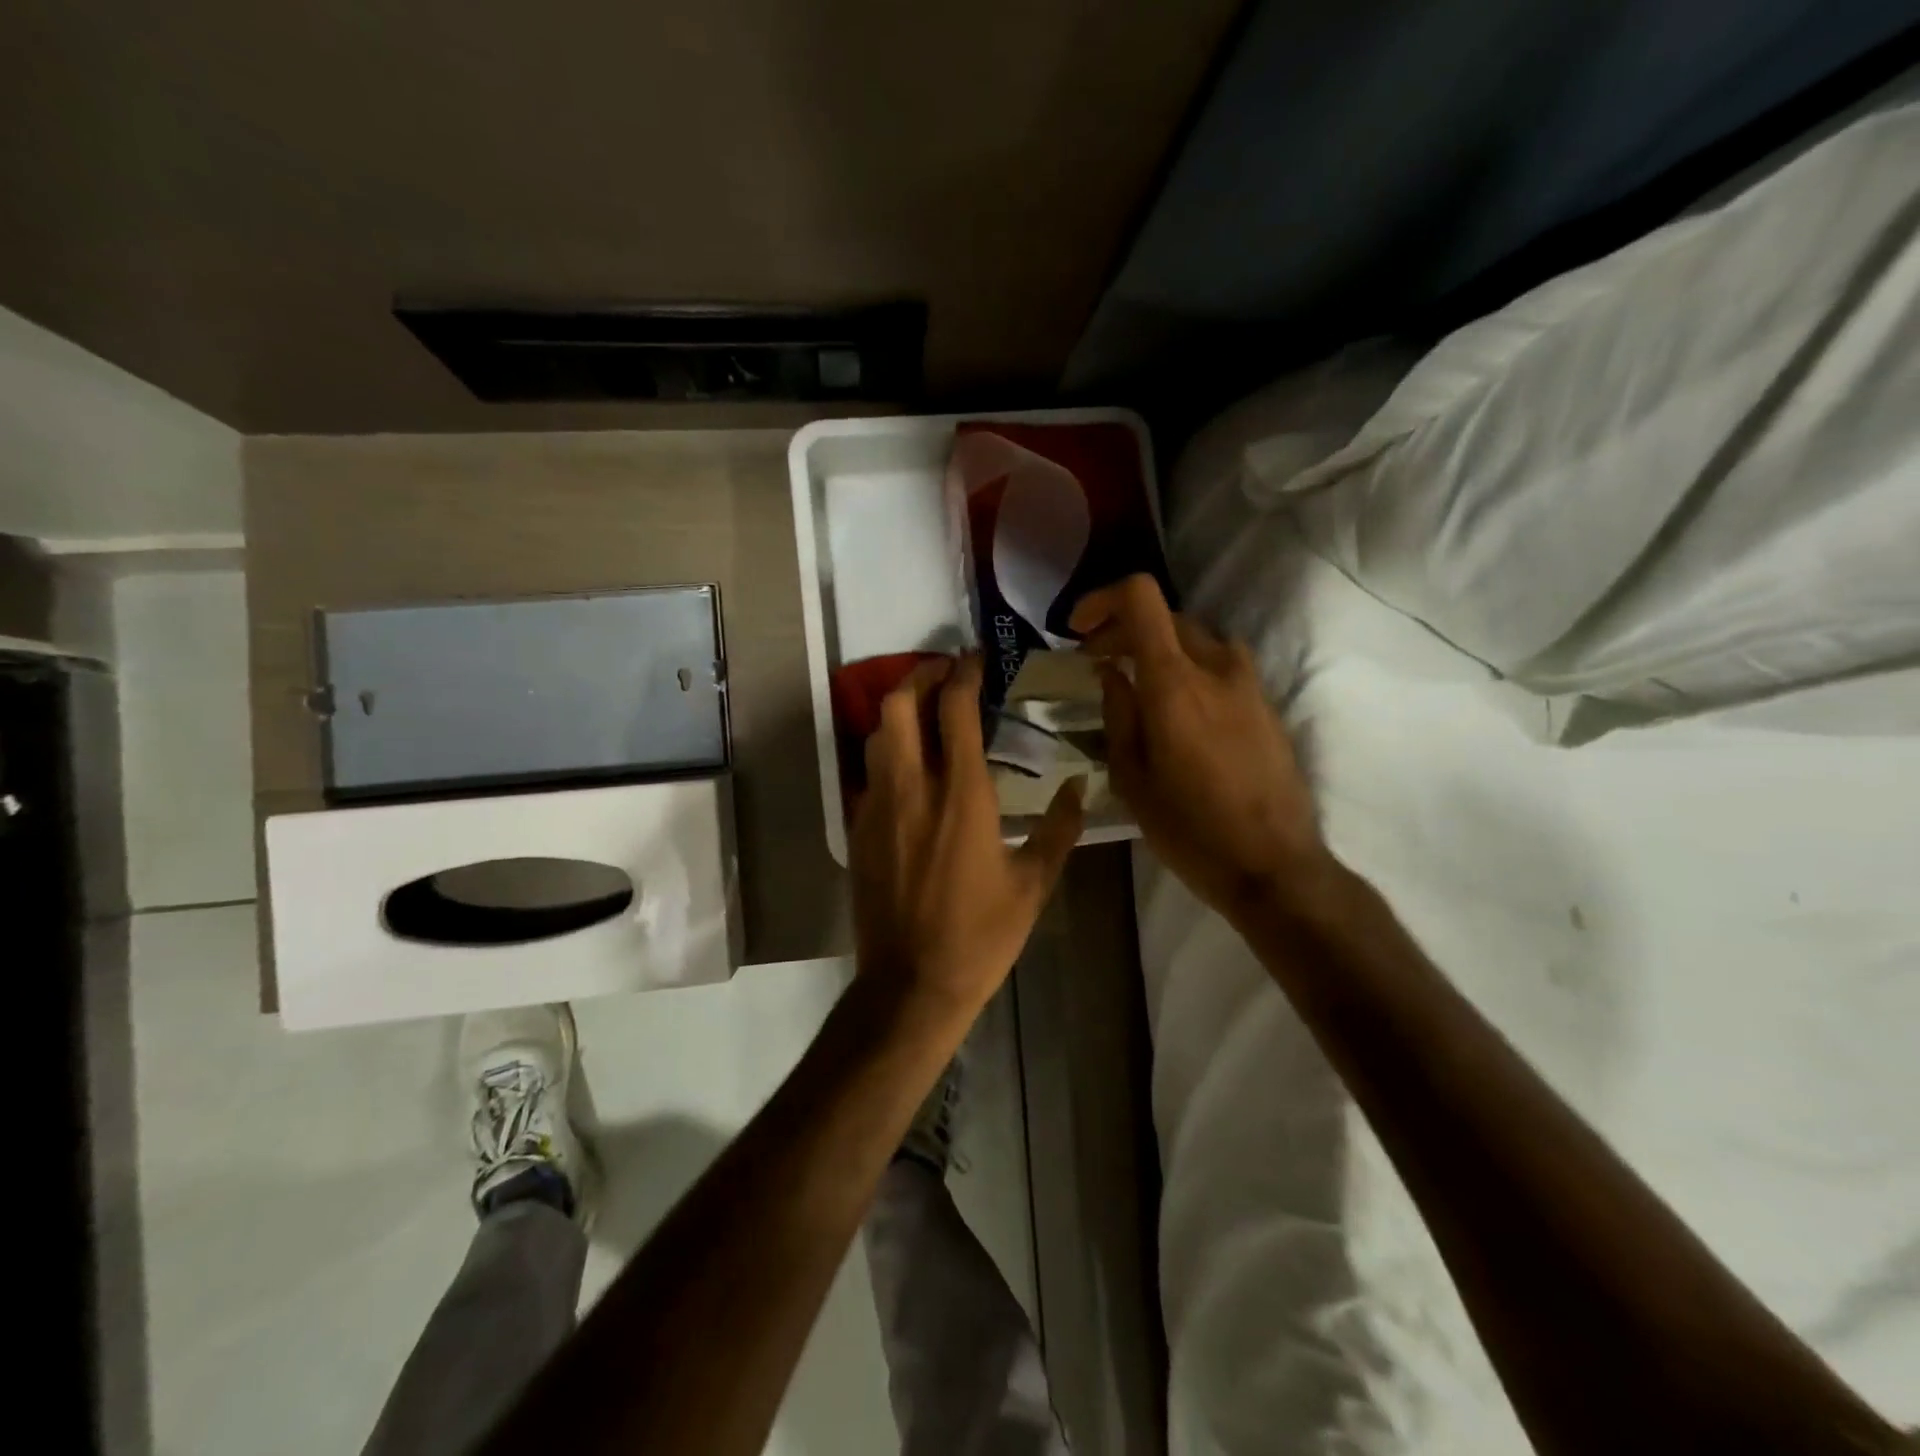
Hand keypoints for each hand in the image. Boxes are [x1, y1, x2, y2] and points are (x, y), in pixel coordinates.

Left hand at [849, 654, 1084, 1018]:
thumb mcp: (1034, 884)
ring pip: (876, 734)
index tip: (975, 658)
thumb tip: (1081, 786)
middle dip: (920, 676)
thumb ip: (1059, 828)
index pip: (955, 710)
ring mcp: (878, 807)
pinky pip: (869, 772)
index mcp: (962, 795)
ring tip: (925, 712)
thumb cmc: (981, 935)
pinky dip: (887, 752)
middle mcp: (913, 788)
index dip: (963, 674)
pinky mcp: (858, 829)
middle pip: (899, 705)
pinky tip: (909, 767)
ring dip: (899, 711)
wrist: (910, 984)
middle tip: (944, 673)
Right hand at [1070, 575, 1329, 922]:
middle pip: (1166, 617)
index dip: (1102, 599)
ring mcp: (1248, 683)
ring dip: (1159, 647)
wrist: (1274, 866)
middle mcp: (1216, 667)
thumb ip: (1119, 714)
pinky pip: (1220, 665)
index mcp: (1175, 683)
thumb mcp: (1132, 778)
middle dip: (1123, 629)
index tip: (1079, 629)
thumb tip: (1112, 673)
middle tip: (1096, 662)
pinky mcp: (1266, 704)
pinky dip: (1189, 667)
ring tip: (1136, 682)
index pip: (1141, 598)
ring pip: (1196, 639)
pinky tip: (1176, 707)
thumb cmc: (1190, 830)